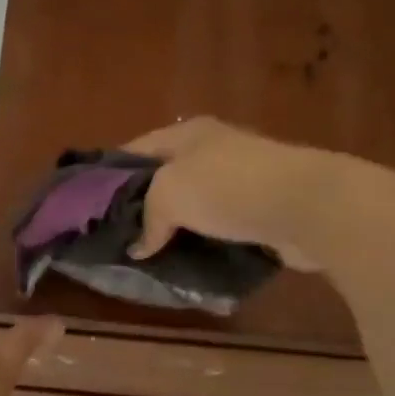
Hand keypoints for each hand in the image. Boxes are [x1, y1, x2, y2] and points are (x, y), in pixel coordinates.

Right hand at [125, 117, 341, 271]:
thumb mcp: (169, 194)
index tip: (89, 206)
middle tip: (116, 236)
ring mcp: (239, 179)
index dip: (110, 175)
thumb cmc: (227, 188)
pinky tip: (185, 261)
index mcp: (188, 134)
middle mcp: (213, 151)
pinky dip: (201, 241)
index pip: (135, 150)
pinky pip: (218, 226)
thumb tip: (140, 248)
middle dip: (141, 206)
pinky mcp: (259, 210)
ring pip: (192, 205)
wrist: (305, 206)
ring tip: (146, 254)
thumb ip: (148, 219)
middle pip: (164, 178)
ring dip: (173, 228)